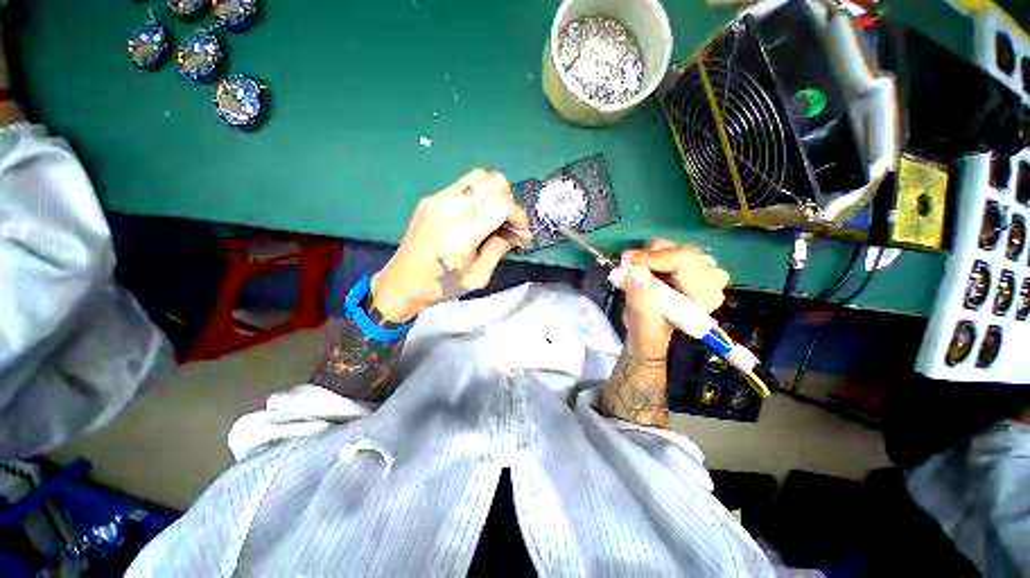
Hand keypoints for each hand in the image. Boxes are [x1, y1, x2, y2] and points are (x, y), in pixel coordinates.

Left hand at [370, 169, 530, 321]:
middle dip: (510, 201)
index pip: (501, 204)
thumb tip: (518, 233)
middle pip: (493, 181)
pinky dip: (479, 195)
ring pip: (479, 176)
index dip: (518, 216)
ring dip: (495, 194)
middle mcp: (448, 208)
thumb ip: (499, 249)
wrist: (402, 282)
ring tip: (495, 217)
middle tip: (509, 224)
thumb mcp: (479, 276)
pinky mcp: (430, 198)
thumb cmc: (442, 286)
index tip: (521, 233)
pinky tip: (477, 215)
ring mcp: (436, 199)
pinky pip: (464, 185)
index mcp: (460, 233)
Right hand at [620, 239, 729, 359]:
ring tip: (635, 267)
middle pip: (681, 251)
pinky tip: (644, 266)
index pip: (683, 260)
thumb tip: (636, 273)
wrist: (650, 330)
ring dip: (651, 254)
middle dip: (651, 255)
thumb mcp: (641, 324)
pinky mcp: (693, 265)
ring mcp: (705, 270)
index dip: (653, 258)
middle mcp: (713, 280)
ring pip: (676, 246)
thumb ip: (641, 302)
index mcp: (706, 296)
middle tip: (628, 264)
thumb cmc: (647, 331)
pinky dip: (654, 253)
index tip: (628, 262)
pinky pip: (672, 248)